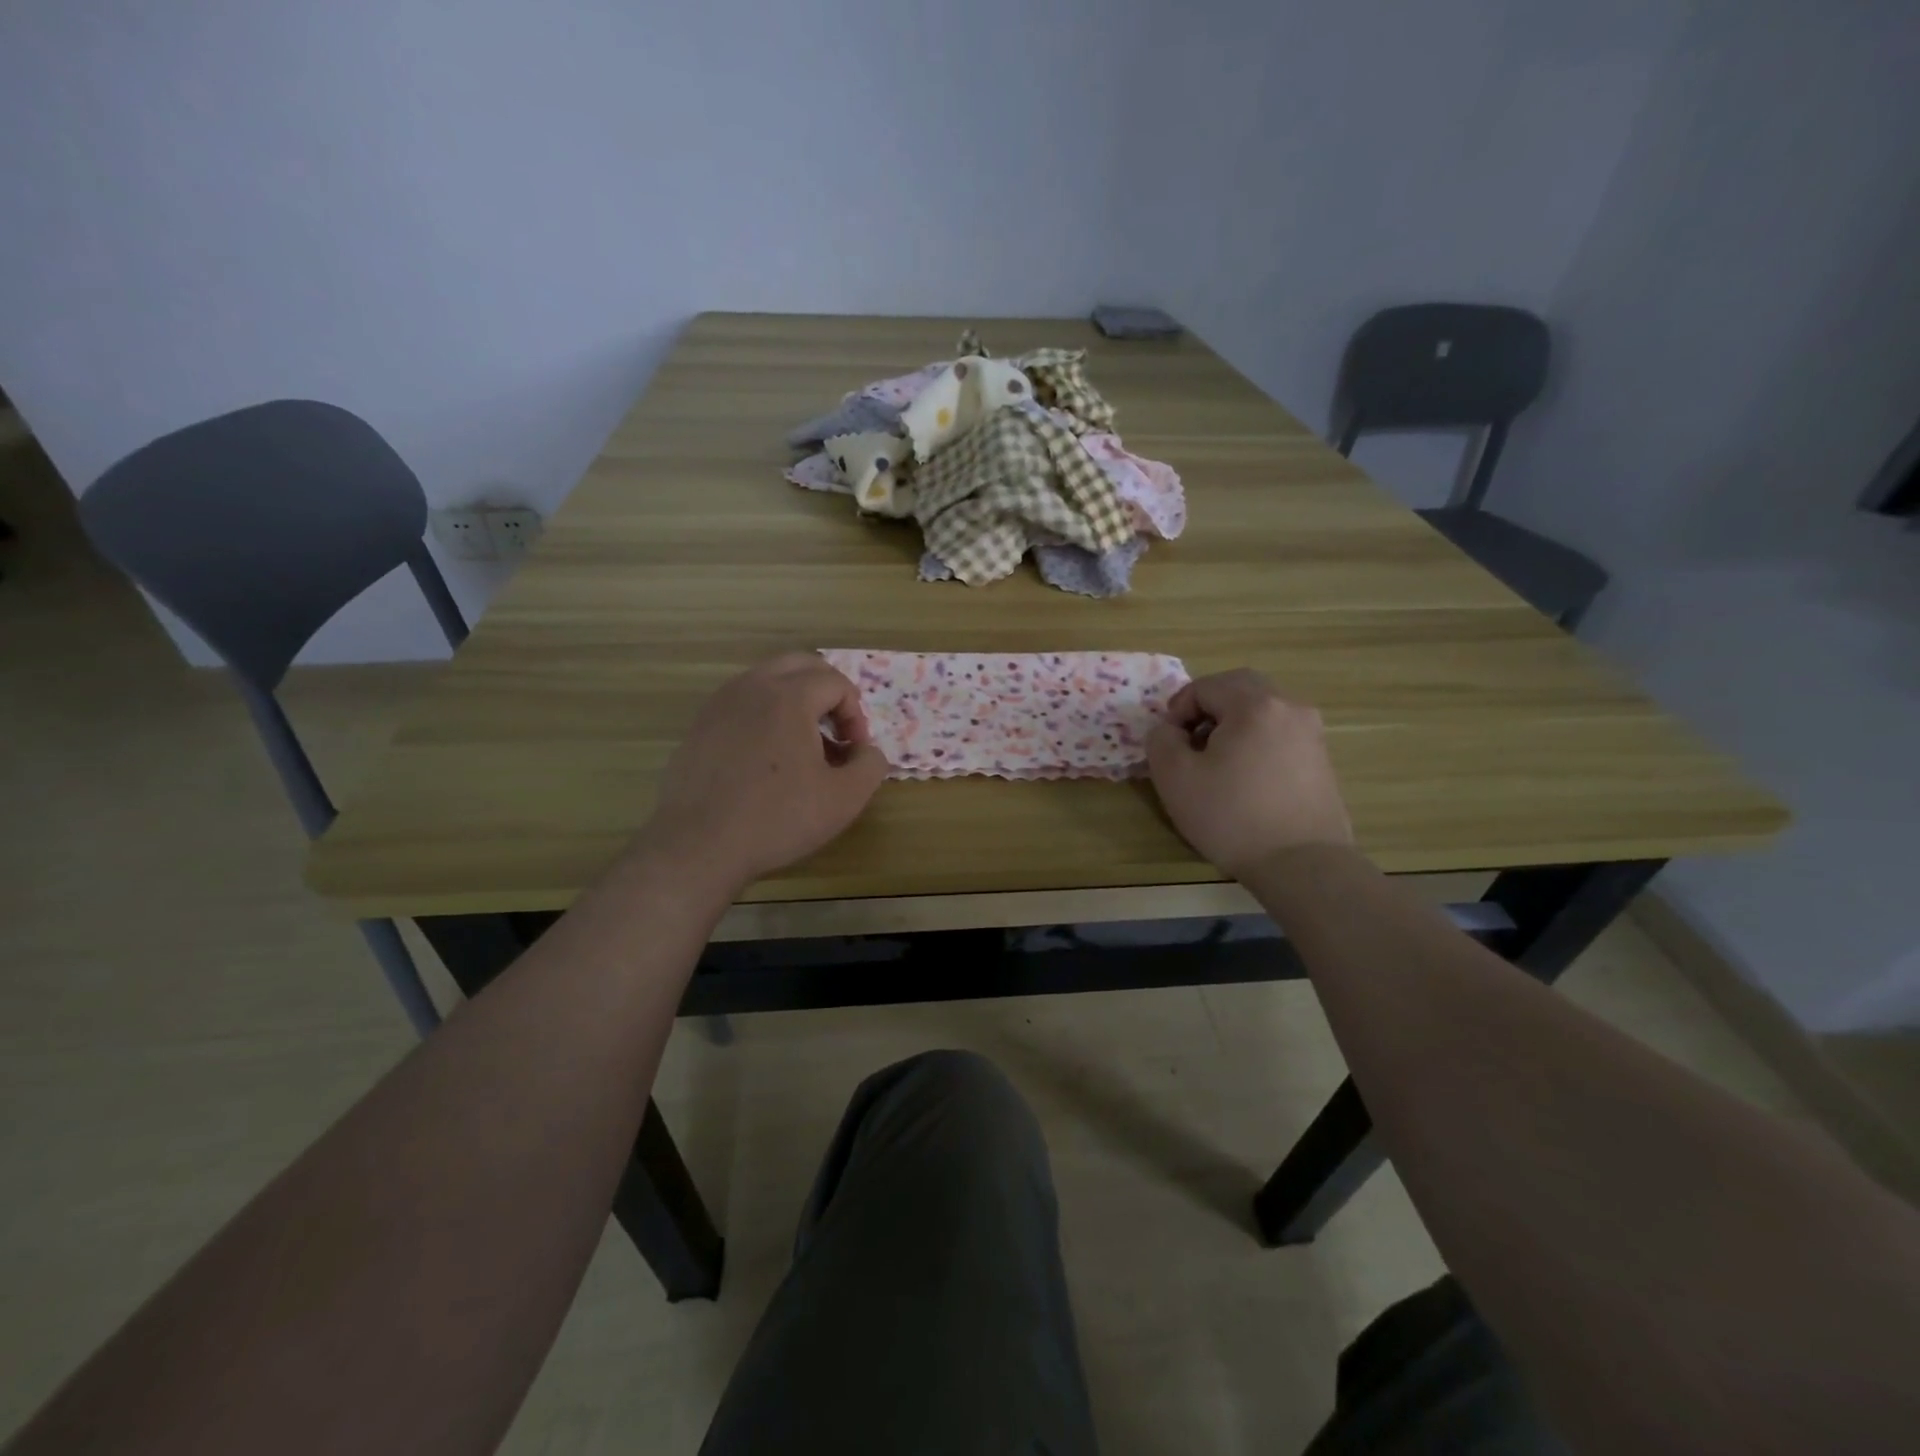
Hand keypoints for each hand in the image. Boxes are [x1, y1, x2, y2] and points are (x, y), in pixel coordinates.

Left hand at [641, 654, 889, 890]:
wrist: (699, 845)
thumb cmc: (777, 818)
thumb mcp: (844, 798)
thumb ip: (870, 765)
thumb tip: (868, 751)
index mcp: (789, 696)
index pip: (836, 683)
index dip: (856, 715)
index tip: (855, 752)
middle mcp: (752, 687)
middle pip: (800, 665)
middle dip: (827, 692)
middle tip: (836, 732)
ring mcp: (720, 704)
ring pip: (768, 680)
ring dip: (795, 700)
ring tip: (803, 746)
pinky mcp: (700, 726)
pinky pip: (742, 703)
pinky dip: (764, 715)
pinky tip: (766, 759)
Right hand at [1146, 669, 1352, 877]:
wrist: (1302, 864)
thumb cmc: (1231, 816)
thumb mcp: (1174, 777)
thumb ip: (1161, 740)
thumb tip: (1170, 729)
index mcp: (1254, 704)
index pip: (1205, 686)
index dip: (1178, 709)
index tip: (1170, 742)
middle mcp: (1289, 707)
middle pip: (1240, 688)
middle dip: (1208, 707)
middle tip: (1190, 742)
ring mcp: (1311, 733)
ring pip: (1262, 709)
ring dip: (1233, 723)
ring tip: (1216, 762)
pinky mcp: (1321, 759)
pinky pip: (1280, 733)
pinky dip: (1256, 740)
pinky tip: (1245, 778)